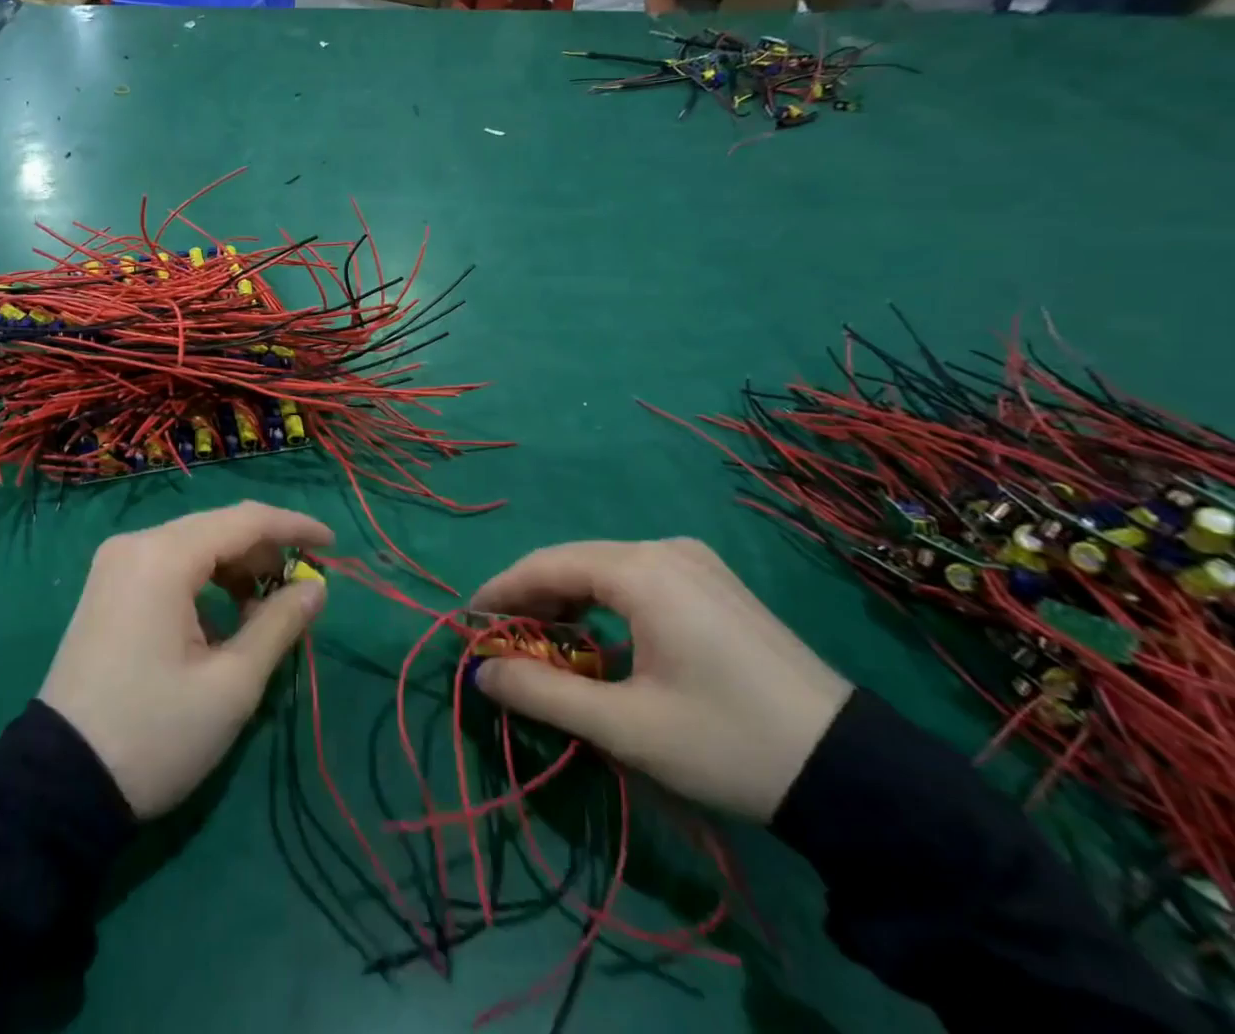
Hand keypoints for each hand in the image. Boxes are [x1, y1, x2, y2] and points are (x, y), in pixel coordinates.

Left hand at [40, 501, 330, 818]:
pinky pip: (169, 565)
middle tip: (301, 591)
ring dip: (235, 569)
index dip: (295, 527)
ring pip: (194, 545)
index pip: (244, 520)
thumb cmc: (155, 734)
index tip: (334, 546)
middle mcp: (135, 545)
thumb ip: (280, 623)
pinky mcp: (108, 587)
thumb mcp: (232, 684)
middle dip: (265, 553)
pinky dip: (204, 582)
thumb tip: (317, 586)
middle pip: (217, 528)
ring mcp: (115, 564)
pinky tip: (221, 621)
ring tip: (262, 614)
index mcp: (163, 557)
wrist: (57, 786)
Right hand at [469, 538, 850, 822]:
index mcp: (642, 570)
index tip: (468, 622)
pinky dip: (604, 603)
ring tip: (546, 645)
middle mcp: (665, 549)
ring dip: (568, 602)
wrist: (856, 775)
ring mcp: (695, 562)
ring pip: (604, 569)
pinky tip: (600, 639)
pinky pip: (638, 579)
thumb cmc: (728, 743)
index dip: (501, 591)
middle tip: (503, 641)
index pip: (546, 565)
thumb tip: (482, 673)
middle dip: (532, 599)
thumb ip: (543, 694)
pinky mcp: (713, 583)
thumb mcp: (625, 726)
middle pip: (574, 562)